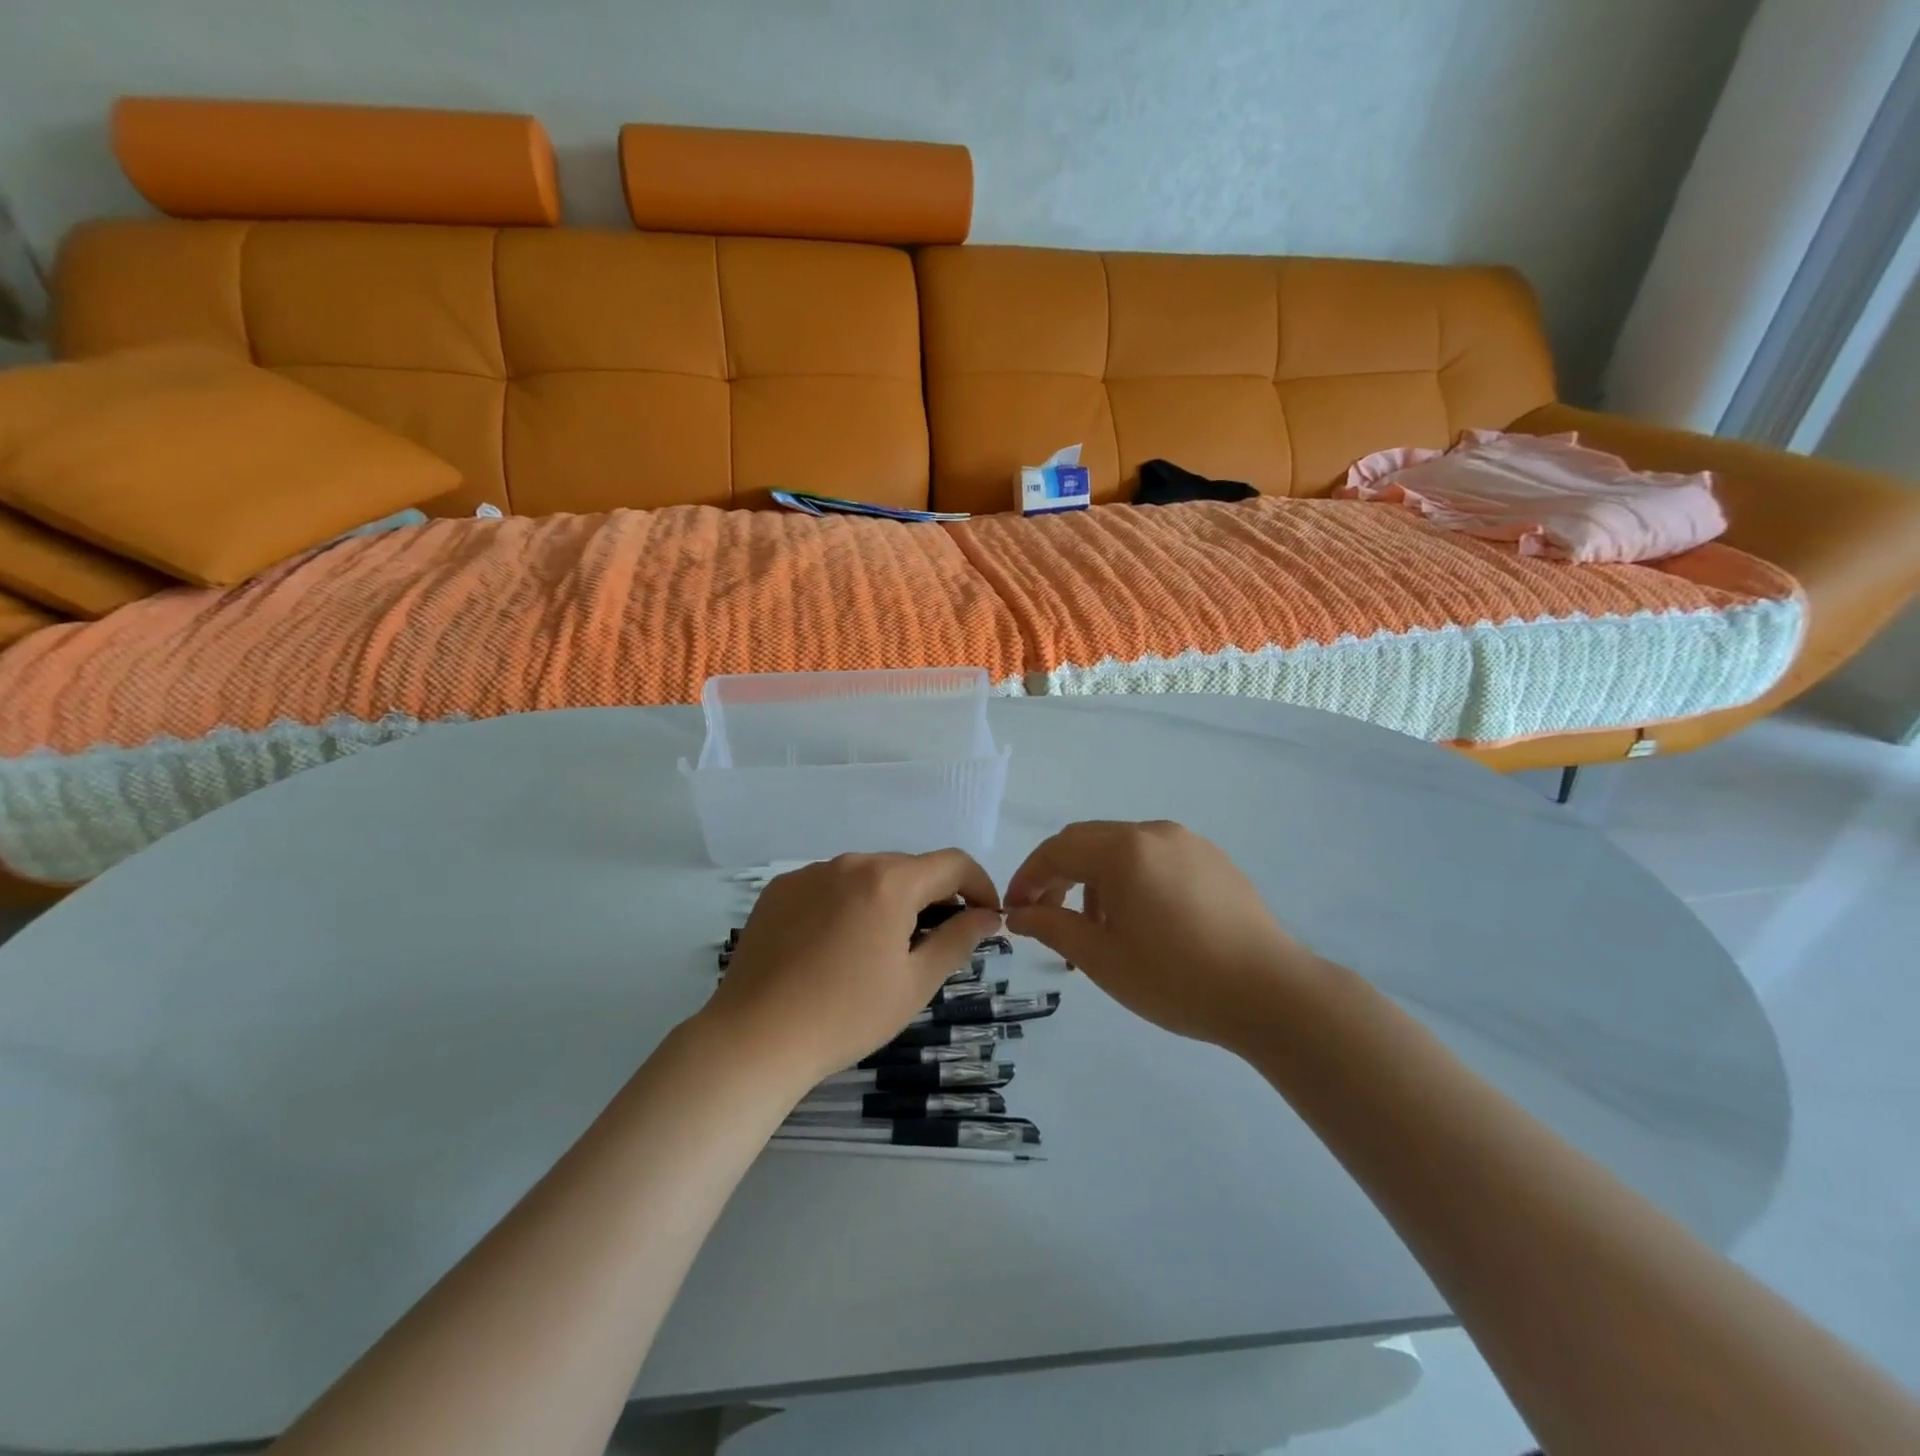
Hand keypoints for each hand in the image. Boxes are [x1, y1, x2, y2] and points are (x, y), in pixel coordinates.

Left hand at [701, 851, 1003, 1089]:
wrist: (754, 1038)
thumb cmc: (846, 1015)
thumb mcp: (915, 983)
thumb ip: (958, 940)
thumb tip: (989, 915)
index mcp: (890, 881)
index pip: (952, 863)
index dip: (980, 885)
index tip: (988, 917)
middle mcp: (850, 862)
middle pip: (908, 868)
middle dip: (933, 897)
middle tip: (935, 943)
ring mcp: (809, 873)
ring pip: (867, 876)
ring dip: (888, 901)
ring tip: (880, 950)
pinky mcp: (779, 890)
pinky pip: (829, 886)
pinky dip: (847, 905)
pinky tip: (835, 947)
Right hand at [1004, 820, 1319, 1049]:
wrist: (1272, 994)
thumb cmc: (1176, 978)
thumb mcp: (1102, 958)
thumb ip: (1052, 926)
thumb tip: (1020, 913)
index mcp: (1123, 849)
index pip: (1056, 850)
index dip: (1028, 878)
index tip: (1015, 912)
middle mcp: (1154, 833)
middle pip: (1088, 841)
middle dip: (1059, 874)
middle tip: (1047, 916)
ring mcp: (1189, 843)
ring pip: (1122, 848)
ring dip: (1095, 877)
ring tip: (1098, 927)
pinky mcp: (1214, 860)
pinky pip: (1156, 857)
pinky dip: (1131, 878)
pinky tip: (1142, 919)